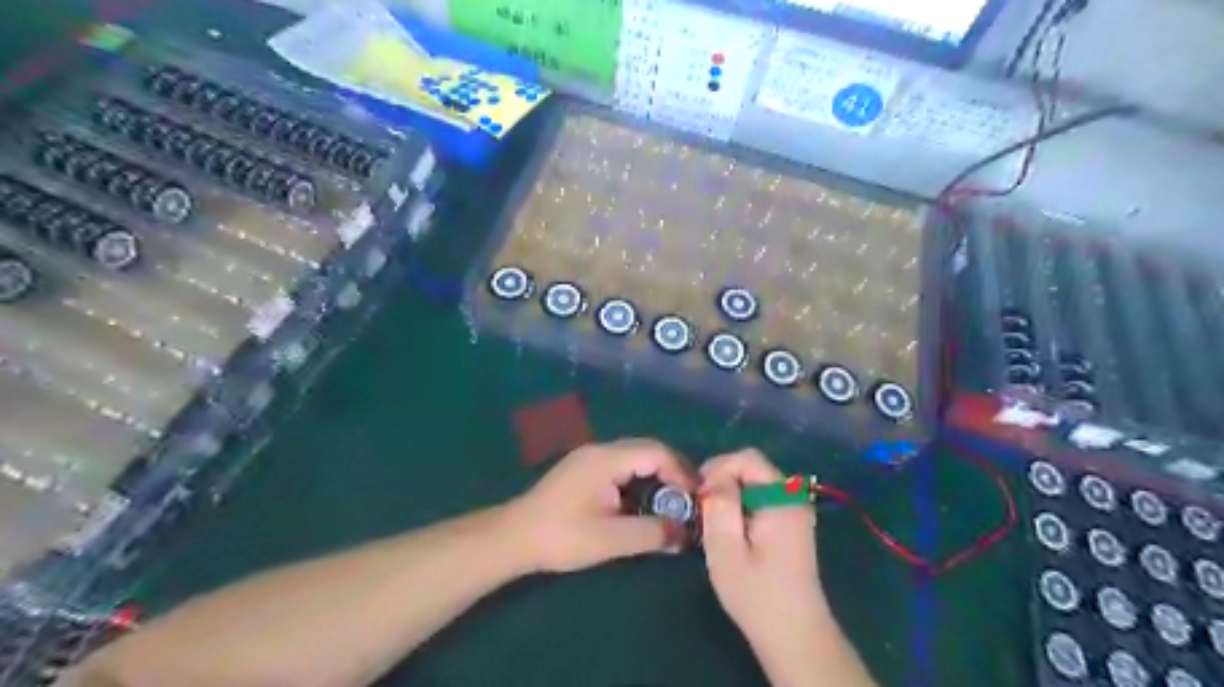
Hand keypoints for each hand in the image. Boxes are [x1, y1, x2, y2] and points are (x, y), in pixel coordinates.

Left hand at [503, 440, 697, 574]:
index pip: (656, 451)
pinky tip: (643, 502)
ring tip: (671, 502)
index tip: (697, 496)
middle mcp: (600, 450)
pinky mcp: (582, 470)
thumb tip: (686, 534)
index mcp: (607, 459)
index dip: (682, 471)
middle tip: (690, 499)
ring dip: (656, 475)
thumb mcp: (612, 539)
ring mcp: (589, 458)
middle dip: (672, 471)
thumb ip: (653, 533)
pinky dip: (640, 479)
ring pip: (634, 457)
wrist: (514, 538)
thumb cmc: (563, 536)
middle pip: (647, 450)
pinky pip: (621, 466)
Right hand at [697, 450, 832, 648]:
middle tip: (702, 509)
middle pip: (752, 466)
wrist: (794, 635)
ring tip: (712, 520)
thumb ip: (720, 506)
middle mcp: (793, 496)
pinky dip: (740, 503)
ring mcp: (794, 508)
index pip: (747, 458)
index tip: (699, 497)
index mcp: (782, 498)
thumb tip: (714, 476)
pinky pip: (760, 496)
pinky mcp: (790, 522)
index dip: (718, 468)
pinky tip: (730, 529)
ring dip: (730, 493)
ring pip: (754, 481)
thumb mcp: (726, 550)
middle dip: (722, 480)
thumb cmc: (757, 595)